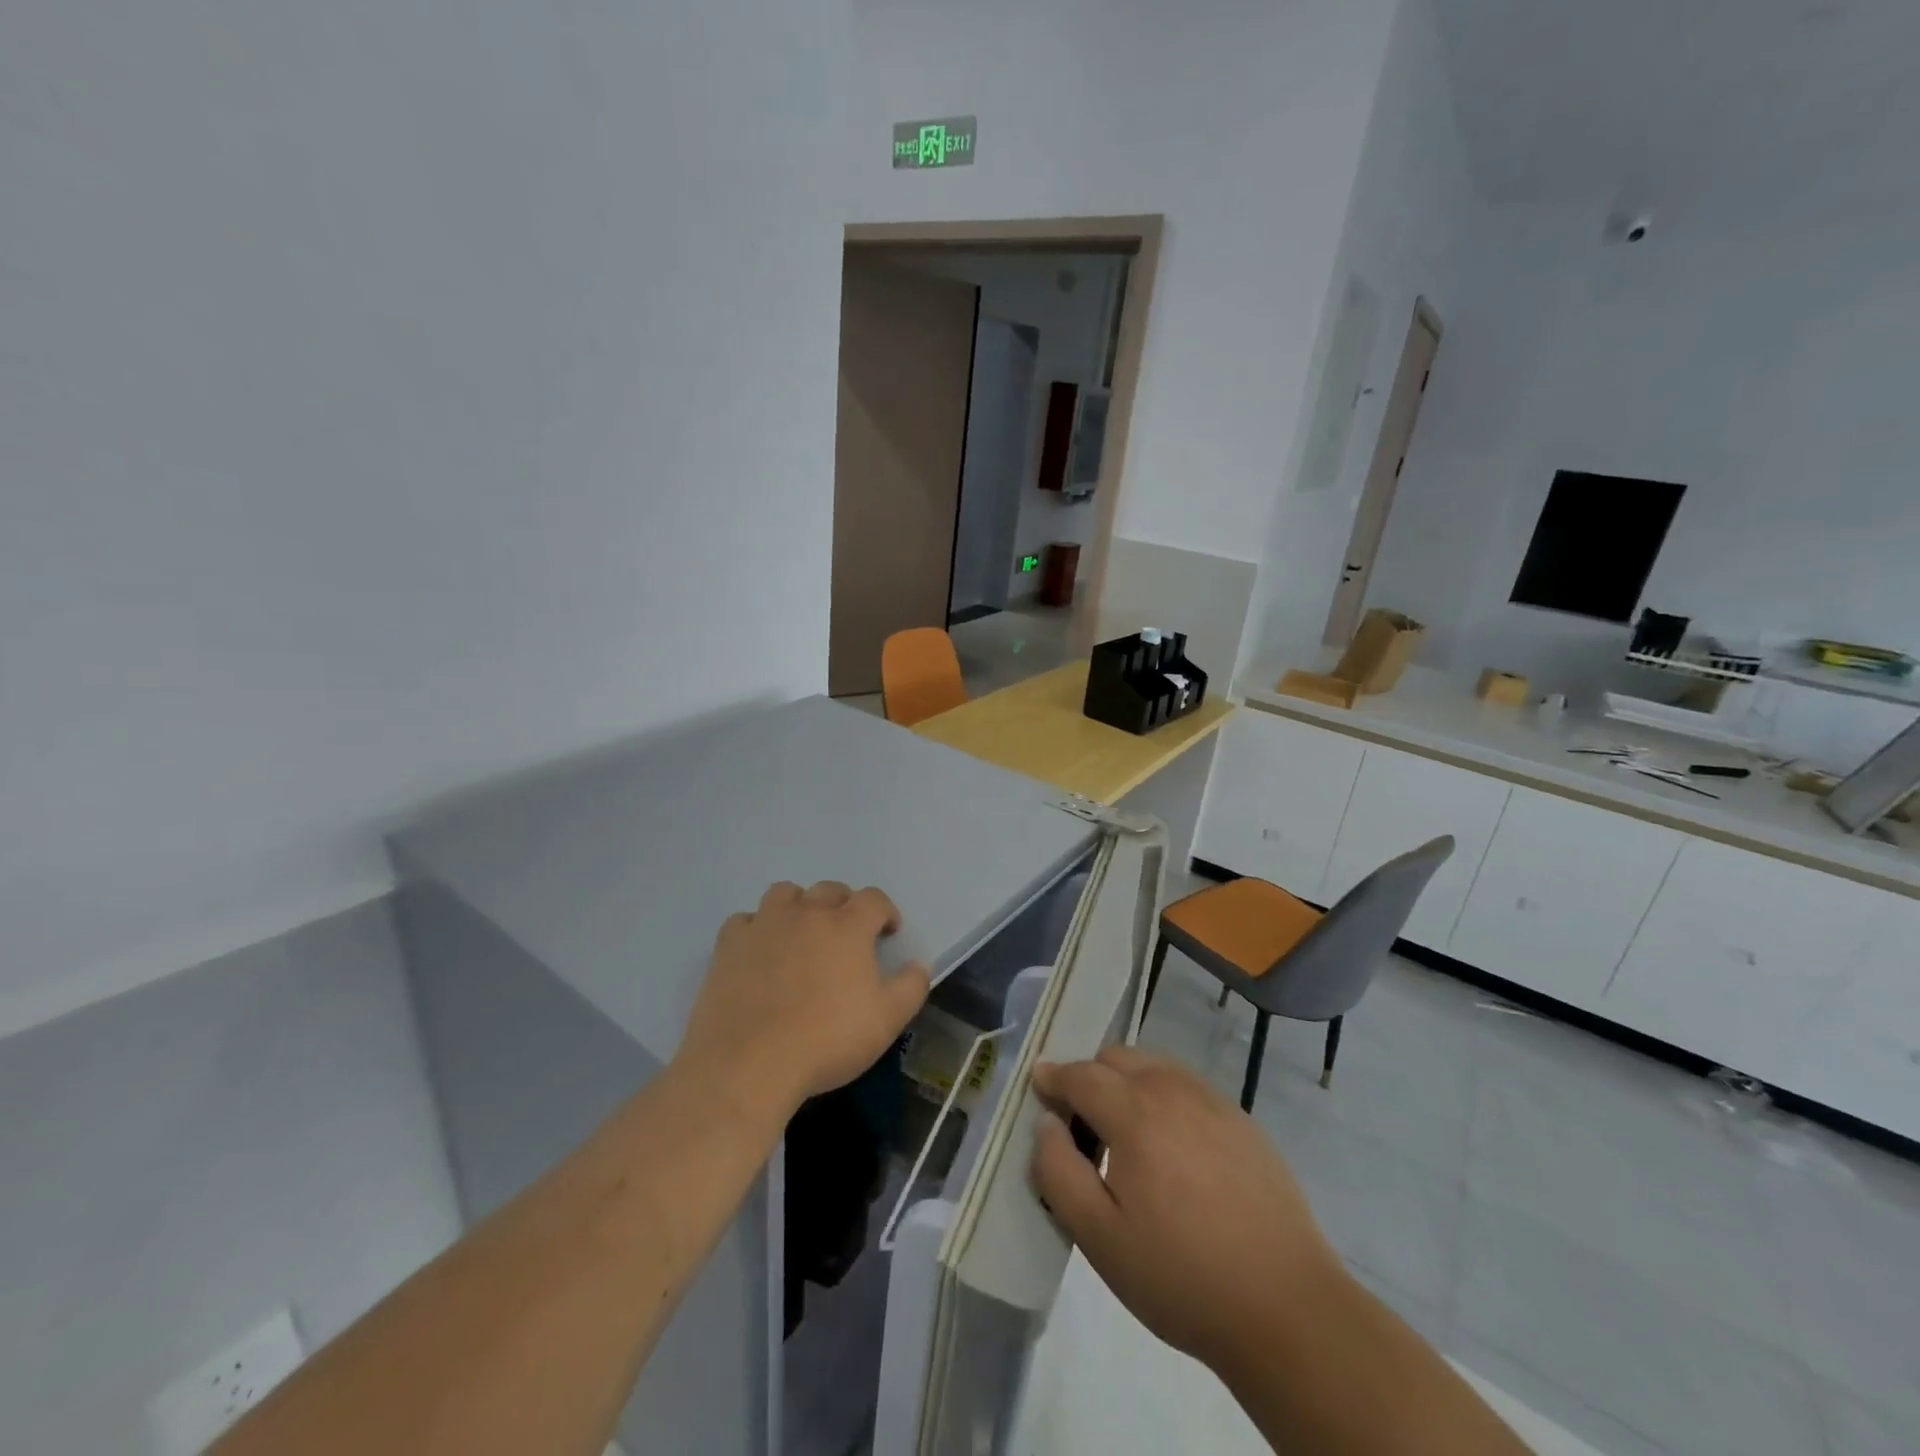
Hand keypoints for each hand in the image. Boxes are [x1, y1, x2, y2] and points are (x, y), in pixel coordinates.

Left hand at [679, 881, 930, 1123]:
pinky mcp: (729, 944)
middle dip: (844, 905)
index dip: (885, 912)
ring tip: (802, 934)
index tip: (888, 933)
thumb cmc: (827, 1040)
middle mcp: (806, 913)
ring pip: (785, 894)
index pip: (873, 899)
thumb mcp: (887, 1021)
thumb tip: (918, 963)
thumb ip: (911, 986)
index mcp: (847, 926)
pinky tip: (760, 952)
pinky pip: (745, 920)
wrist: (749, 1064)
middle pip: (830, 889)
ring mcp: (764, 925)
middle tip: (847, 935)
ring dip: (799, 906)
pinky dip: (757, 928)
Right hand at [1029, 1046, 1340, 1377]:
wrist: (1287, 1308)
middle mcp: (1173, 1091)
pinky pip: (1188, 1087)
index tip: (1038, 1086)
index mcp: (1135, 1113)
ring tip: (1127, 1134)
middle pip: (1118, 1058)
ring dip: (1128, 1082)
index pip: (1081, 1074)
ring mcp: (1214, 1102)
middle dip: (1090, 1076)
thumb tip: (1047, 1122)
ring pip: (1155, 1066)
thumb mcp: (1099, 1238)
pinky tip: (1173, 1148)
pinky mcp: (1244, 1121)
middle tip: (1082, 1122)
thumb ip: (1058, 1171)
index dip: (1054, 1078)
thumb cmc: (1181, 1276)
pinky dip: (1165, 1096)